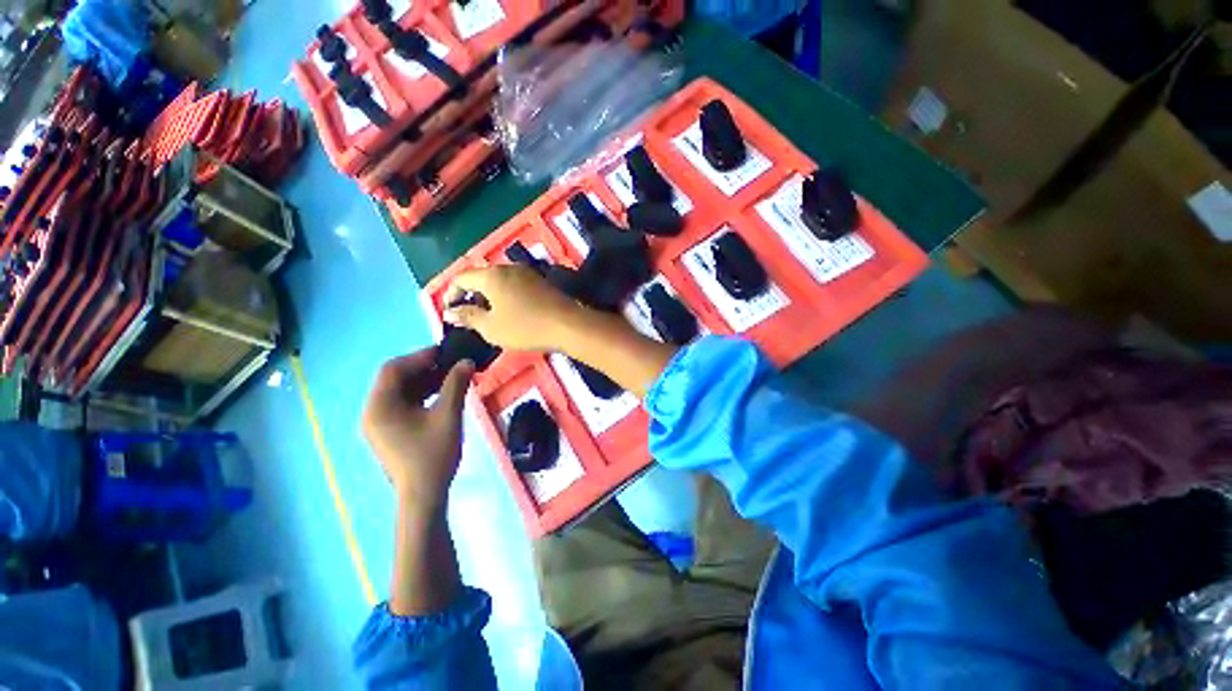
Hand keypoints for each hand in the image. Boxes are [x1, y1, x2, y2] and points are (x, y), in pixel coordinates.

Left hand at [361, 348, 473, 514]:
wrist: (423, 495)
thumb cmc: (433, 454)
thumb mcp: (448, 415)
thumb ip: (456, 384)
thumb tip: (467, 361)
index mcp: (380, 406)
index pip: (394, 369)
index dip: (420, 356)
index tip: (446, 352)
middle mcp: (373, 412)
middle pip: (395, 379)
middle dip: (424, 368)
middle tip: (451, 363)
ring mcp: (380, 424)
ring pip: (400, 392)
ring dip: (425, 381)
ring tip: (451, 377)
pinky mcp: (389, 432)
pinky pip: (403, 404)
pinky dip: (422, 395)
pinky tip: (442, 394)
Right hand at [442, 264, 585, 351]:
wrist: (567, 324)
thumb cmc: (525, 326)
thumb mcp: (491, 327)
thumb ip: (468, 317)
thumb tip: (450, 312)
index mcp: (492, 275)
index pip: (461, 277)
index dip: (450, 293)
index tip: (449, 311)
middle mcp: (508, 268)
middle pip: (482, 277)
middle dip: (471, 295)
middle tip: (469, 315)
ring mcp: (528, 273)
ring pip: (500, 281)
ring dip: (489, 296)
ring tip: (489, 316)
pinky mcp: (541, 282)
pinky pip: (515, 285)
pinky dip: (506, 296)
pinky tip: (511, 312)